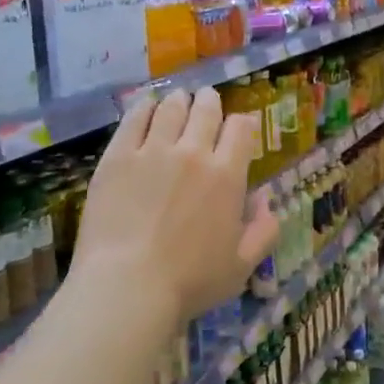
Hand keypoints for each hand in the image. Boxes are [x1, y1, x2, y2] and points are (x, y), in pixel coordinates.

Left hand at [71, 88, 279, 323]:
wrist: (127, 286)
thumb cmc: (190, 282)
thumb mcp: (242, 265)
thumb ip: (263, 230)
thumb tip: (266, 200)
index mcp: (227, 176)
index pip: (241, 129)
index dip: (242, 123)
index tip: (238, 127)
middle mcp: (193, 152)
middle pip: (206, 111)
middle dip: (210, 102)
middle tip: (207, 100)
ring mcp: (153, 150)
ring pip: (171, 109)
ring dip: (179, 100)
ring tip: (178, 98)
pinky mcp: (118, 156)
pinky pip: (134, 119)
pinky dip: (144, 107)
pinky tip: (146, 105)